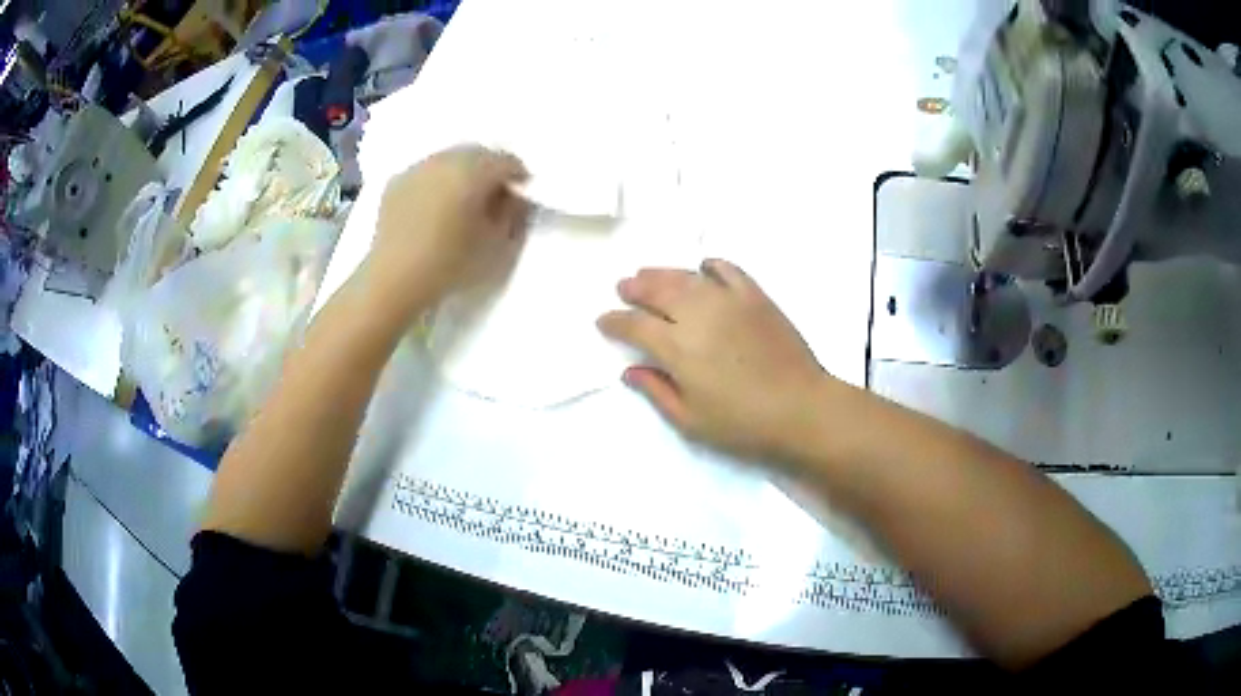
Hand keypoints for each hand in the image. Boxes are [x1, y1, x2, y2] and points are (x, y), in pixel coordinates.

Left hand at [370, 145, 529, 314]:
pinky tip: (434, 208)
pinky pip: (425, 174)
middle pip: (477, 154)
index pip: (508, 161)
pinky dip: (435, 184)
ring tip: (462, 202)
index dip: (519, 179)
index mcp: (474, 169)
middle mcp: (445, 159)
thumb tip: (515, 199)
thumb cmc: (450, 265)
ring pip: (449, 160)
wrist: (392, 281)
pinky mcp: (395, 183)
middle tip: (494, 198)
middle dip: (489, 170)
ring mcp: (416, 168)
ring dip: (461, 174)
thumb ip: (515, 216)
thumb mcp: (499, 247)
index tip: (521, 199)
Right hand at [598, 259, 834, 462]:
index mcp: (677, 348)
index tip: (604, 321)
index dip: (615, 322)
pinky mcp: (755, 296)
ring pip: (686, 276)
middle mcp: (698, 315)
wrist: (801, 408)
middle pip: (656, 291)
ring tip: (648, 274)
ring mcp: (728, 300)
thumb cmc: (743, 423)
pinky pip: (727, 270)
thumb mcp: (691, 420)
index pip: (634, 326)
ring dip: (662, 273)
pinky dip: (710, 266)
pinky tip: (703, 269)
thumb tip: (629, 371)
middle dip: (634, 288)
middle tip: (623, 287)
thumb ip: (656, 391)